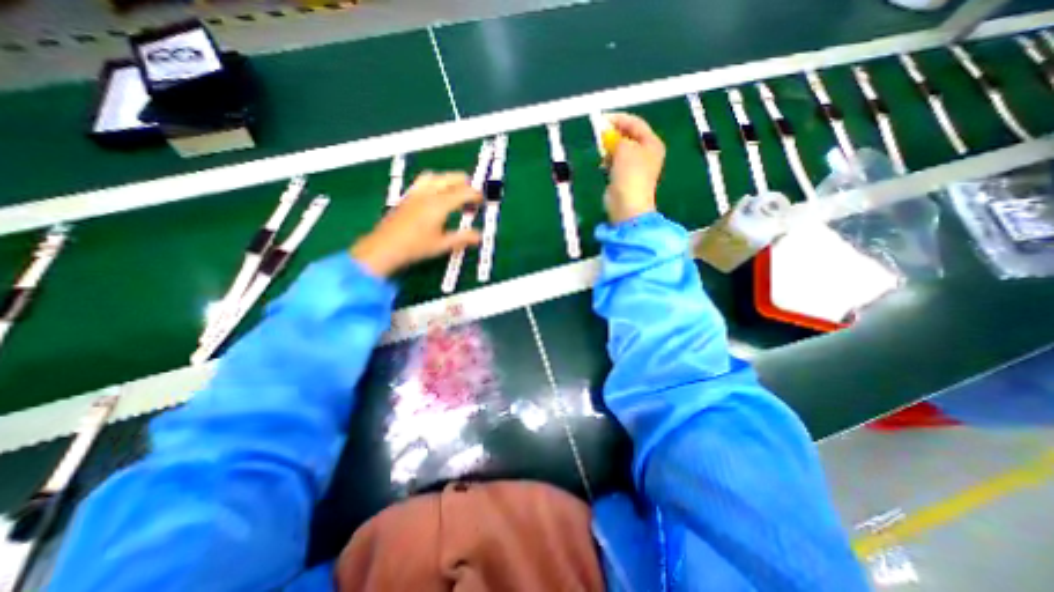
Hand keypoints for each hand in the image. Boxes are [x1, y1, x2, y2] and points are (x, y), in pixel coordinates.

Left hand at [354, 171, 485, 276]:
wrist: (385, 246)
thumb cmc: (416, 247)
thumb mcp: (442, 244)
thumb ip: (462, 238)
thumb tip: (479, 236)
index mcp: (439, 205)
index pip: (463, 192)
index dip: (475, 194)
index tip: (482, 200)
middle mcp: (428, 194)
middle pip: (450, 178)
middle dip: (464, 183)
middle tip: (472, 194)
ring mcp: (416, 193)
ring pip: (436, 176)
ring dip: (449, 180)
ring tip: (455, 190)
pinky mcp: (407, 197)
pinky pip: (424, 181)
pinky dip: (436, 183)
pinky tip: (436, 195)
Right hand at [606, 112, 661, 220]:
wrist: (627, 204)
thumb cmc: (630, 174)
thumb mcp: (624, 148)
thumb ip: (616, 137)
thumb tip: (608, 135)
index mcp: (652, 143)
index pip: (635, 123)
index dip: (619, 119)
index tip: (602, 119)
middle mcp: (646, 153)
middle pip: (628, 136)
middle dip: (613, 135)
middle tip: (600, 135)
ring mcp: (635, 167)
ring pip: (620, 150)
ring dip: (609, 149)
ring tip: (602, 152)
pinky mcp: (624, 178)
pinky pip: (615, 164)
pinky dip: (608, 161)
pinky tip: (603, 165)